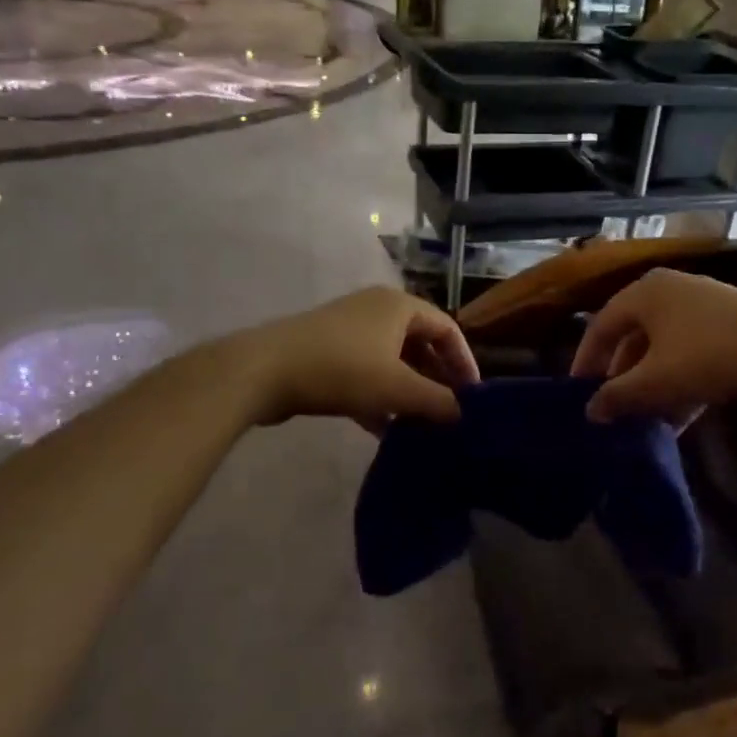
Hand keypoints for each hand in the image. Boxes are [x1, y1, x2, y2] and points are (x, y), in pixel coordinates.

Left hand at [233, 287, 479, 431]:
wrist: (263, 370)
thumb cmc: (341, 369)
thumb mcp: (396, 388)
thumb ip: (436, 401)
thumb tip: (464, 415)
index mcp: (399, 306)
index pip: (447, 328)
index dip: (464, 362)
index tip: (473, 397)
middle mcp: (376, 309)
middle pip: (419, 344)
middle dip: (435, 379)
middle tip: (448, 413)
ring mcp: (349, 330)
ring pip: (391, 361)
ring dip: (408, 391)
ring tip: (421, 425)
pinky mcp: (326, 351)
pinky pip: (365, 372)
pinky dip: (379, 396)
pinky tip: (384, 430)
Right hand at [570, 268, 736, 423]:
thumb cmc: (710, 356)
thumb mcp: (657, 381)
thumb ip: (618, 396)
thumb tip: (590, 411)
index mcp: (644, 292)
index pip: (601, 325)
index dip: (586, 361)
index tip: (578, 393)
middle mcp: (669, 290)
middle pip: (632, 337)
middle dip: (622, 377)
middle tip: (611, 408)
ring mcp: (701, 305)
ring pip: (662, 348)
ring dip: (650, 385)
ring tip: (643, 419)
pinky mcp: (727, 324)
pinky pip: (689, 352)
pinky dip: (678, 382)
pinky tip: (677, 418)